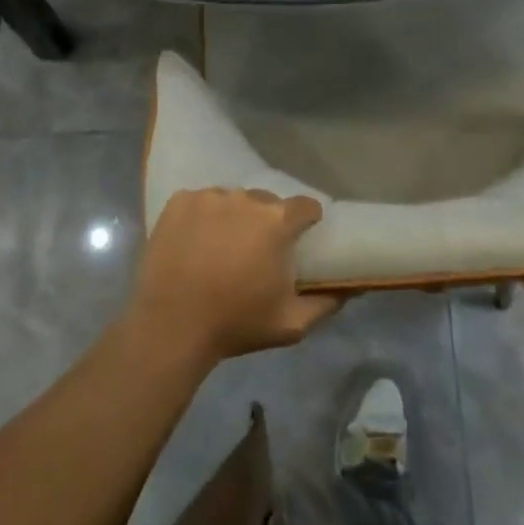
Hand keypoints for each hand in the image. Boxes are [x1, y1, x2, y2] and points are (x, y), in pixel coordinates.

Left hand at [129, 188, 342, 362]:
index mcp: (277, 221)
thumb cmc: (235, 323)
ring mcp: (210, 197)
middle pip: (266, 202)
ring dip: (233, 217)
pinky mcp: (179, 202)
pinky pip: (200, 202)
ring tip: (220, 248)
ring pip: (232, 200)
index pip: (305, 206)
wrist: (171, 327)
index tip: (300, 238)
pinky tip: (194, 242)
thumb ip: (327, 302)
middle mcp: (246, 199)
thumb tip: (352, 288)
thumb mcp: (291, 324)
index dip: (306, 221)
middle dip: (266, 222)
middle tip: (255, 251)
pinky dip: (201, 217)